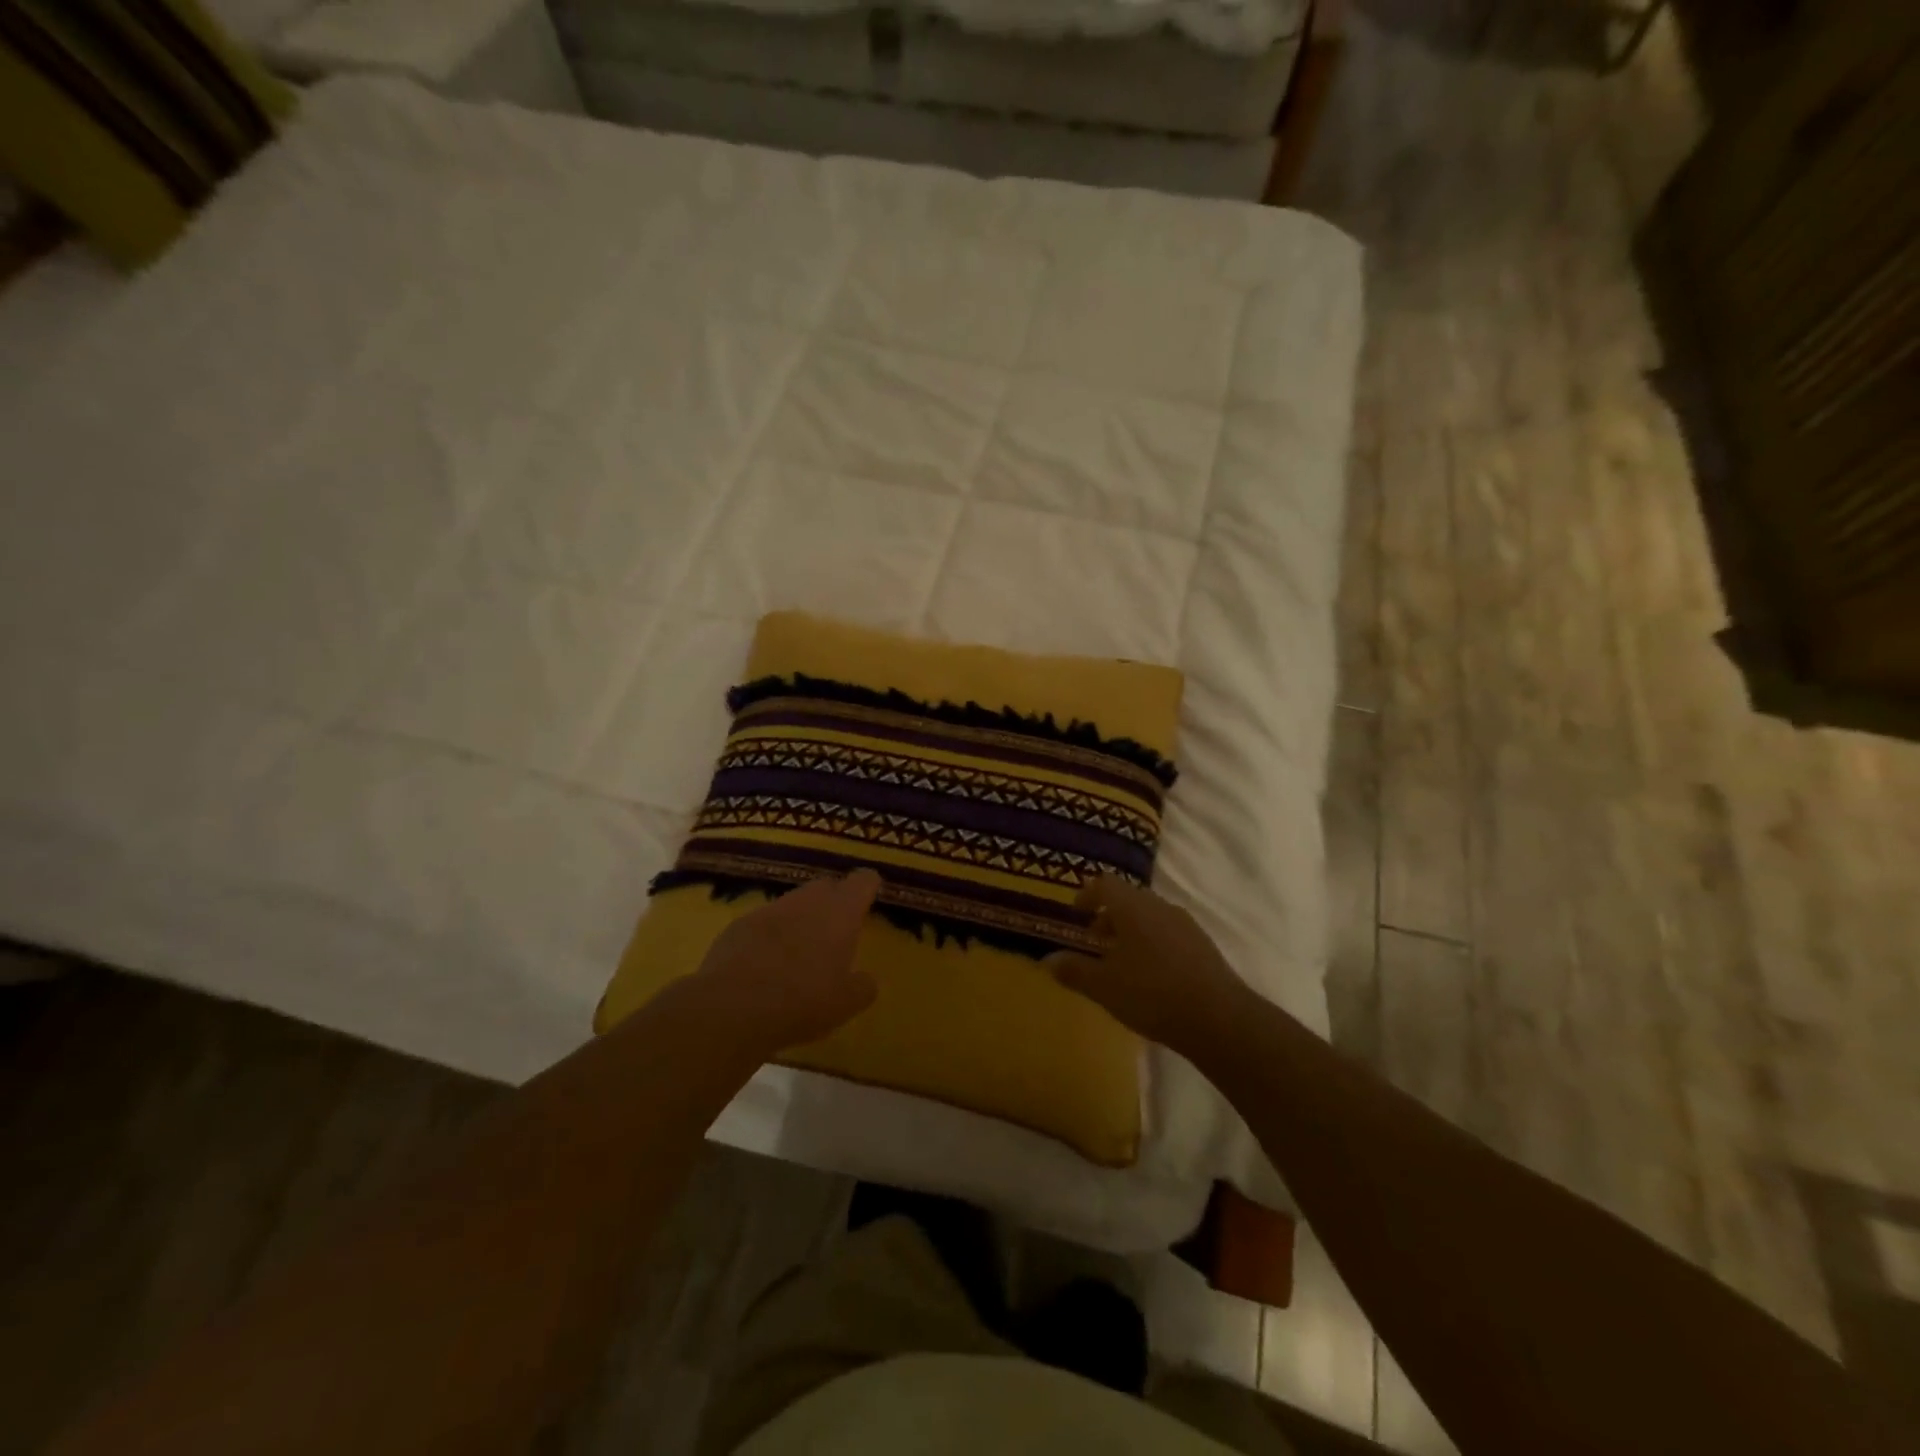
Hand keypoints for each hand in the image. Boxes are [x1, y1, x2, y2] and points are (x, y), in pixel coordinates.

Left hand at [691, 869, 881, 1052]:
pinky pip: (764, 922)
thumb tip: (866, 980)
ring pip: (793, 903)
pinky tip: (765, 963)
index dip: (868, 887)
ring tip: (800, 951)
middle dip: (833, 902)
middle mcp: (807, 900)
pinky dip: (770, 935)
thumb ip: (863, 987)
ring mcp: (770, 909)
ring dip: (800, 919)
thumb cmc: (802, 1001)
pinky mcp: (739, 924)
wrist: (732, 1007)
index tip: (870, 898)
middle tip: (836, 931)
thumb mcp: (846, 1004)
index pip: (863, 881)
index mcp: (841, 912)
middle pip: (826, 887)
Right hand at [1047, 876, 1254, 1059]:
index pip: (1104, 884)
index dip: (1087, 895)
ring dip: (1132, 931)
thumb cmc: (1152, 994)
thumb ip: (1074, 970)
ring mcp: (1185, 924)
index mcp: (1133, 907)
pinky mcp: (1204, 945)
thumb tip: (1047, 960)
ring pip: (1150, 916)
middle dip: (1109, 916)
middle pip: (1129, 899)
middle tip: (1095, 941)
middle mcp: (1160, 906)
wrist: (1220, 1019)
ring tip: (1122, 963)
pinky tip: (1152, 976)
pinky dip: (1153, 944)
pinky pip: (1169, 933)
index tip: (1076, 914)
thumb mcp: (1104, 986)